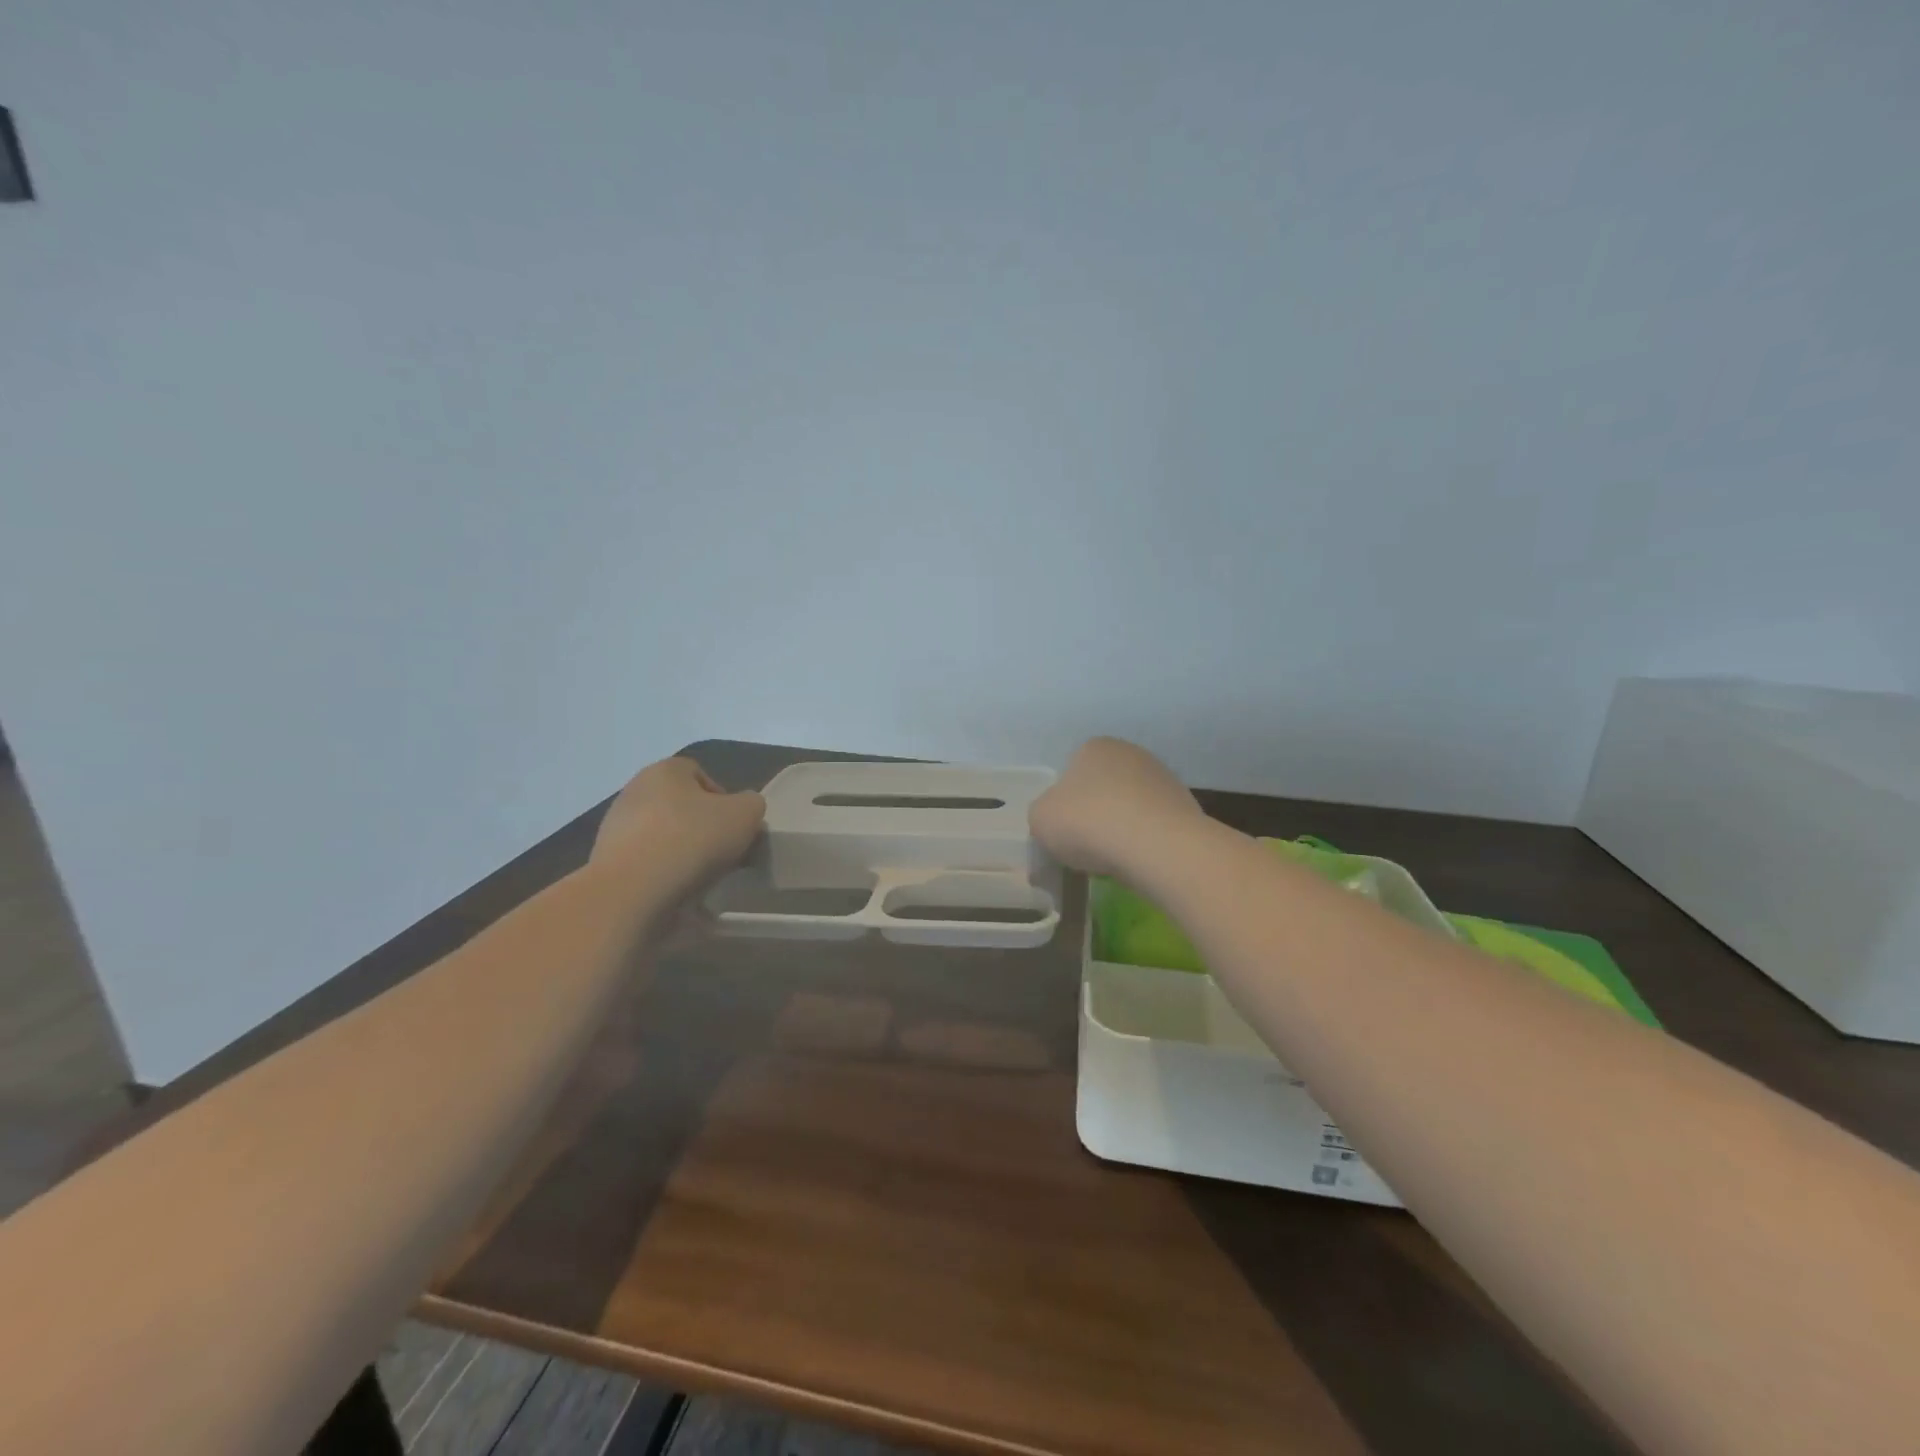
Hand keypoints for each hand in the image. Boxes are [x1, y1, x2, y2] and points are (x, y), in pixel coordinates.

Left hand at [591, 756, 765, 895]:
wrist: (632, 892)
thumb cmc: (692, 840)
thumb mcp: (746, 814)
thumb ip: (752, 805)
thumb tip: (743, 811)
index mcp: (665, 770)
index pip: (699, 774)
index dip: (723, 799)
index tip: (734, 827)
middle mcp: (634, 791)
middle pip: (680, 806)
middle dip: (702, 827)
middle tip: (722, 853)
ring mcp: (615, 828)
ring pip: (662, 836)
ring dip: (682, 853)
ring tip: (701, 878)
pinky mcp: (606, 863)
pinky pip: (646, 865)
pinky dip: (662, 876)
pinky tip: (676, 893)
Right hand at [1030, 737, 1205, 878]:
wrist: (1157, 846)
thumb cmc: (1088, 823)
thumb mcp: (1041, 819)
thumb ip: (1043, 814)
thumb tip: (1057, 819)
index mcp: (1094, 747)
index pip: (1071, 772)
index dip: (1065, 804)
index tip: (1064, 830)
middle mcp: (1131, 753)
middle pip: (1103, 788)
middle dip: (1095, 814)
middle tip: (1086, 846)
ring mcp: (1163, 778)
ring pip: (1130, 807)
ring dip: (1121, 828)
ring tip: (1114, 859)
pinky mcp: (1186, 807)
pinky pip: (1153, 826)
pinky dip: (1145, 841)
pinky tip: (1139, 861)